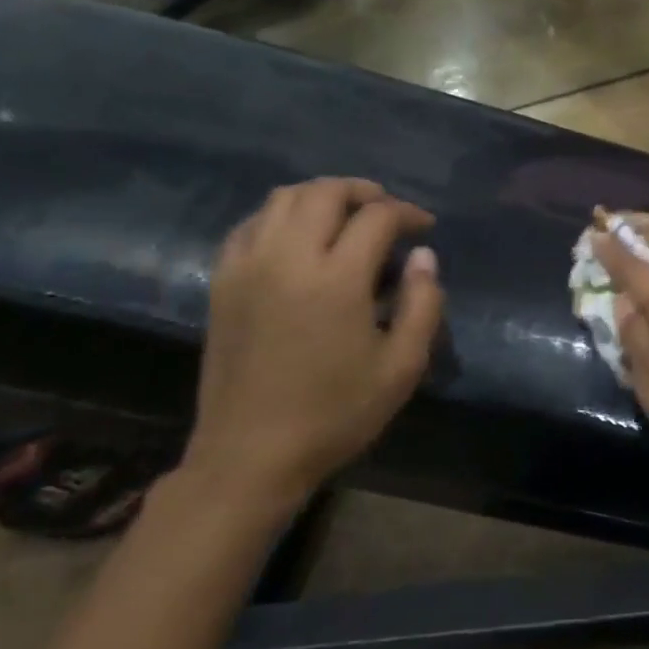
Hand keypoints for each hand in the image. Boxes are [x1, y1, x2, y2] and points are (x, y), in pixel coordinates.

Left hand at [186, 178, 443, 510]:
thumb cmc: (335, 413)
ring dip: (321, 196)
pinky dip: (279, 216)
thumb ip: (423, 304)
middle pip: (325, 193)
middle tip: (388, 210)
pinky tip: (298, 237)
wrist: (251, 456)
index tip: (425, 228)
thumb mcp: (402, 366)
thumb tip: (424, 257)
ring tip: (345, 215)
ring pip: (282, 199)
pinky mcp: (222, 282)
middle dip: (364, 192)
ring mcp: (247, 267)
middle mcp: (288, 258)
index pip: (377, 217)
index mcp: (336, 279)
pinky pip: (250, 225)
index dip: (408, 213)